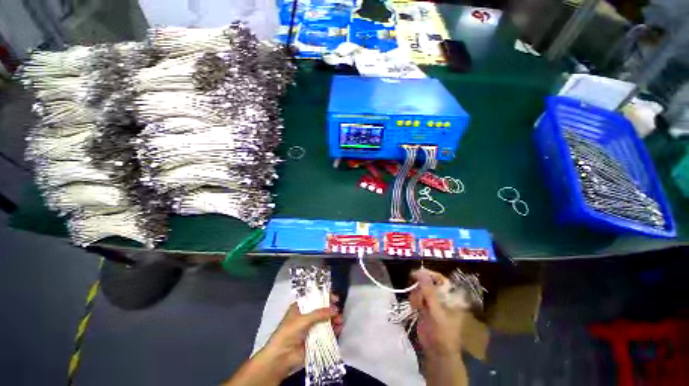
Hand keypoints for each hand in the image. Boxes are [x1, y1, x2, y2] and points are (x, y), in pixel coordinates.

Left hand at [261, 303, 336, 375]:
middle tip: (339, 312)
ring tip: (340, 322)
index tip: (335, 299)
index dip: (325, 297)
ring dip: (334, 320)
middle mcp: (307, 316)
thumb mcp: (303, 320)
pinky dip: (334, 330)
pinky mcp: (316, 339)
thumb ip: (319, 314)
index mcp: (301, 307)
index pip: (315, 298)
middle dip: (331, 310)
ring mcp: (312, 328)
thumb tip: (335, 309)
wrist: (281, 357)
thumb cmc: (289, 333)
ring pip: (326, 321)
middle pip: (322, 310)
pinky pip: (327, 333)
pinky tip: (339, 329)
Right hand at [409, 269, 465, 357]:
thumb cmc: (442, 333)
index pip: (440, 278)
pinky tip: (414, 308)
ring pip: (420, 288)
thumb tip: (420, 271)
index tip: (416, 274)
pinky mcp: (425, 306)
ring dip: (416, 295)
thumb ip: (429, 291)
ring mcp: (433, 301)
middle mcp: (443, 296)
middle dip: (420, 288)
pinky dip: (414, 300)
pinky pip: (416, 295)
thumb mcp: (436, 312)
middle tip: (418, 297)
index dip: (428, 274)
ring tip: (417, 306)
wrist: (437, 353)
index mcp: (451, 296)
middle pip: (427, 282)